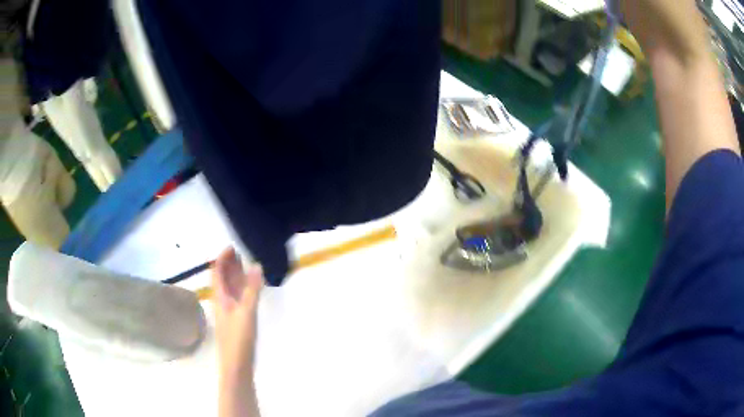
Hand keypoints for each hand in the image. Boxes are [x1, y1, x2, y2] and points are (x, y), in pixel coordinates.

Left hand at [212, 247, 264, 384]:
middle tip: (241, 252)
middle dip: (229, 264)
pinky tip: (251, 289)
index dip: (222, 258)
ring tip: (247, 265)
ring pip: (230, 288)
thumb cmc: (238, 339)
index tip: (233, 246)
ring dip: (236, 275)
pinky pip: (238, 298)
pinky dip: (243, 288)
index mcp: (220, 297)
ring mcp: (229, 311)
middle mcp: (222, 301)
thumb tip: (256, 265)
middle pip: (222, 278)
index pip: (216, 271)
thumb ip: (252, 290)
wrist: (237, 365)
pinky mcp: (236, 320)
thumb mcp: (246, 312)